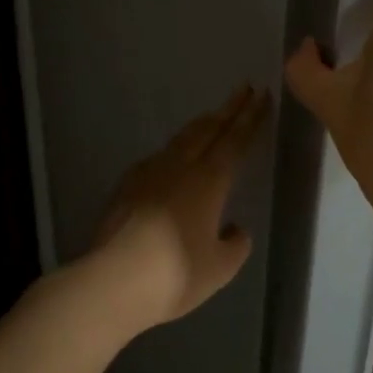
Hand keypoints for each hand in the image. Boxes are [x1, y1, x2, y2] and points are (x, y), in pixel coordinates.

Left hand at [91, 86, 270, 329]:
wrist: (110, 283)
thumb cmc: (175, 274)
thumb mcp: (220, 267)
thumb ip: (235, 244)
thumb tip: (234, 229)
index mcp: (210, 180)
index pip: (236, 139)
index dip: (251, 117)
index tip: (262, 95)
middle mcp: (180, 167)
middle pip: (208, 129)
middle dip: (228, 109)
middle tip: (244, 89)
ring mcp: (148, 174)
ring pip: (181, 139)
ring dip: (201, 125)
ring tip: (212, 117)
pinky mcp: (125, 188)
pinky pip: (158, 158)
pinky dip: (175, 149)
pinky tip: (172, 159)